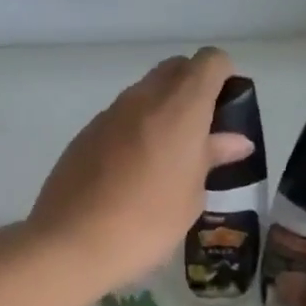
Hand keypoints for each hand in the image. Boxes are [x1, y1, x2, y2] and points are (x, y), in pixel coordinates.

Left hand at [27, 48, 252, 291]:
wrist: (71, 244)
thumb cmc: (146, 224)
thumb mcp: (190, 197)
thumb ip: (212, 159)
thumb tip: (235, 141)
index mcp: (180, 107)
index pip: (210, 62)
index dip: (224, 79)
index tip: (226, 114)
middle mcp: (143, 98)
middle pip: (175, 70)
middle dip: (193, 90)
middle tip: (200, 136)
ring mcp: (108, 114)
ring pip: (144, 94)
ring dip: (161, 112)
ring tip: (165, 161)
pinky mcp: (84, 135)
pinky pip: (119, 120)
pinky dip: (133, 132)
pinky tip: (131, 175)